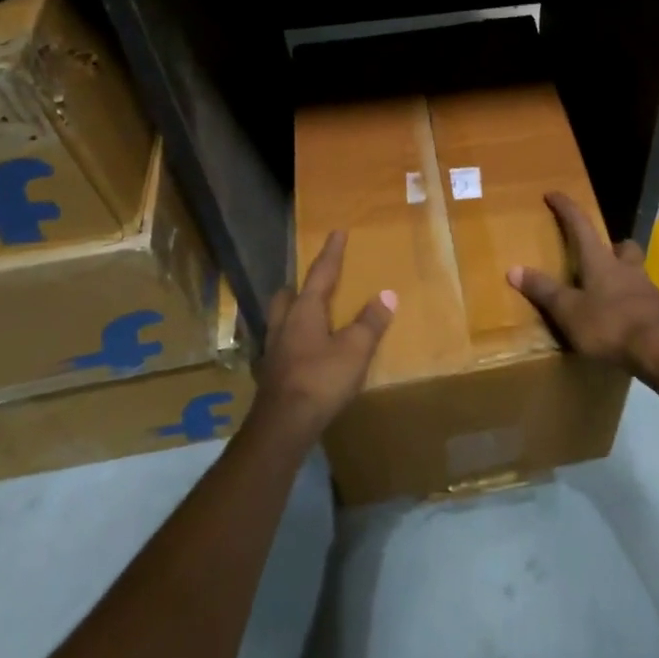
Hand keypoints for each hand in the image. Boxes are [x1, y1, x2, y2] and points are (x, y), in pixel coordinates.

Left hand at [255, 230, 395, 439]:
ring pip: (280, 319)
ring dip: (293, 312)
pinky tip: (303, 352)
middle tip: (315, 283)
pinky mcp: (271, 374)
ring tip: (309, 315)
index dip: (331, 253)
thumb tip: (387, 294)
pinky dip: (293, 340)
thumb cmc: (321, 379)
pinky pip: (282, 344)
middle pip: (288, 295)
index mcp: (304, 311)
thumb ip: (370, 321)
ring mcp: (273, 350)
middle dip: (300, 285)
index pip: (321, 273)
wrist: (283, 425)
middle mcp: (284, 324)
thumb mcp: (355, 349)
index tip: (336, 232)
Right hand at [506, 192, 658, 377]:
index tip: (553, 193)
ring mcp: (646, 289)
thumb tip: (513, 269)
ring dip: (623, 273)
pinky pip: (643, 297)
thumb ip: (543, 290)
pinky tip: (623, 317)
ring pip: (635, 270)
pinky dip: (631, 301)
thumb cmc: (609, 324)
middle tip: (598, 254)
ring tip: (608, 290)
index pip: (580, 225)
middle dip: (611, 245)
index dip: (566, 208)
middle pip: (622, 245)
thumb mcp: (568, 311)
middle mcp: (626, 267)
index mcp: (600, 261)